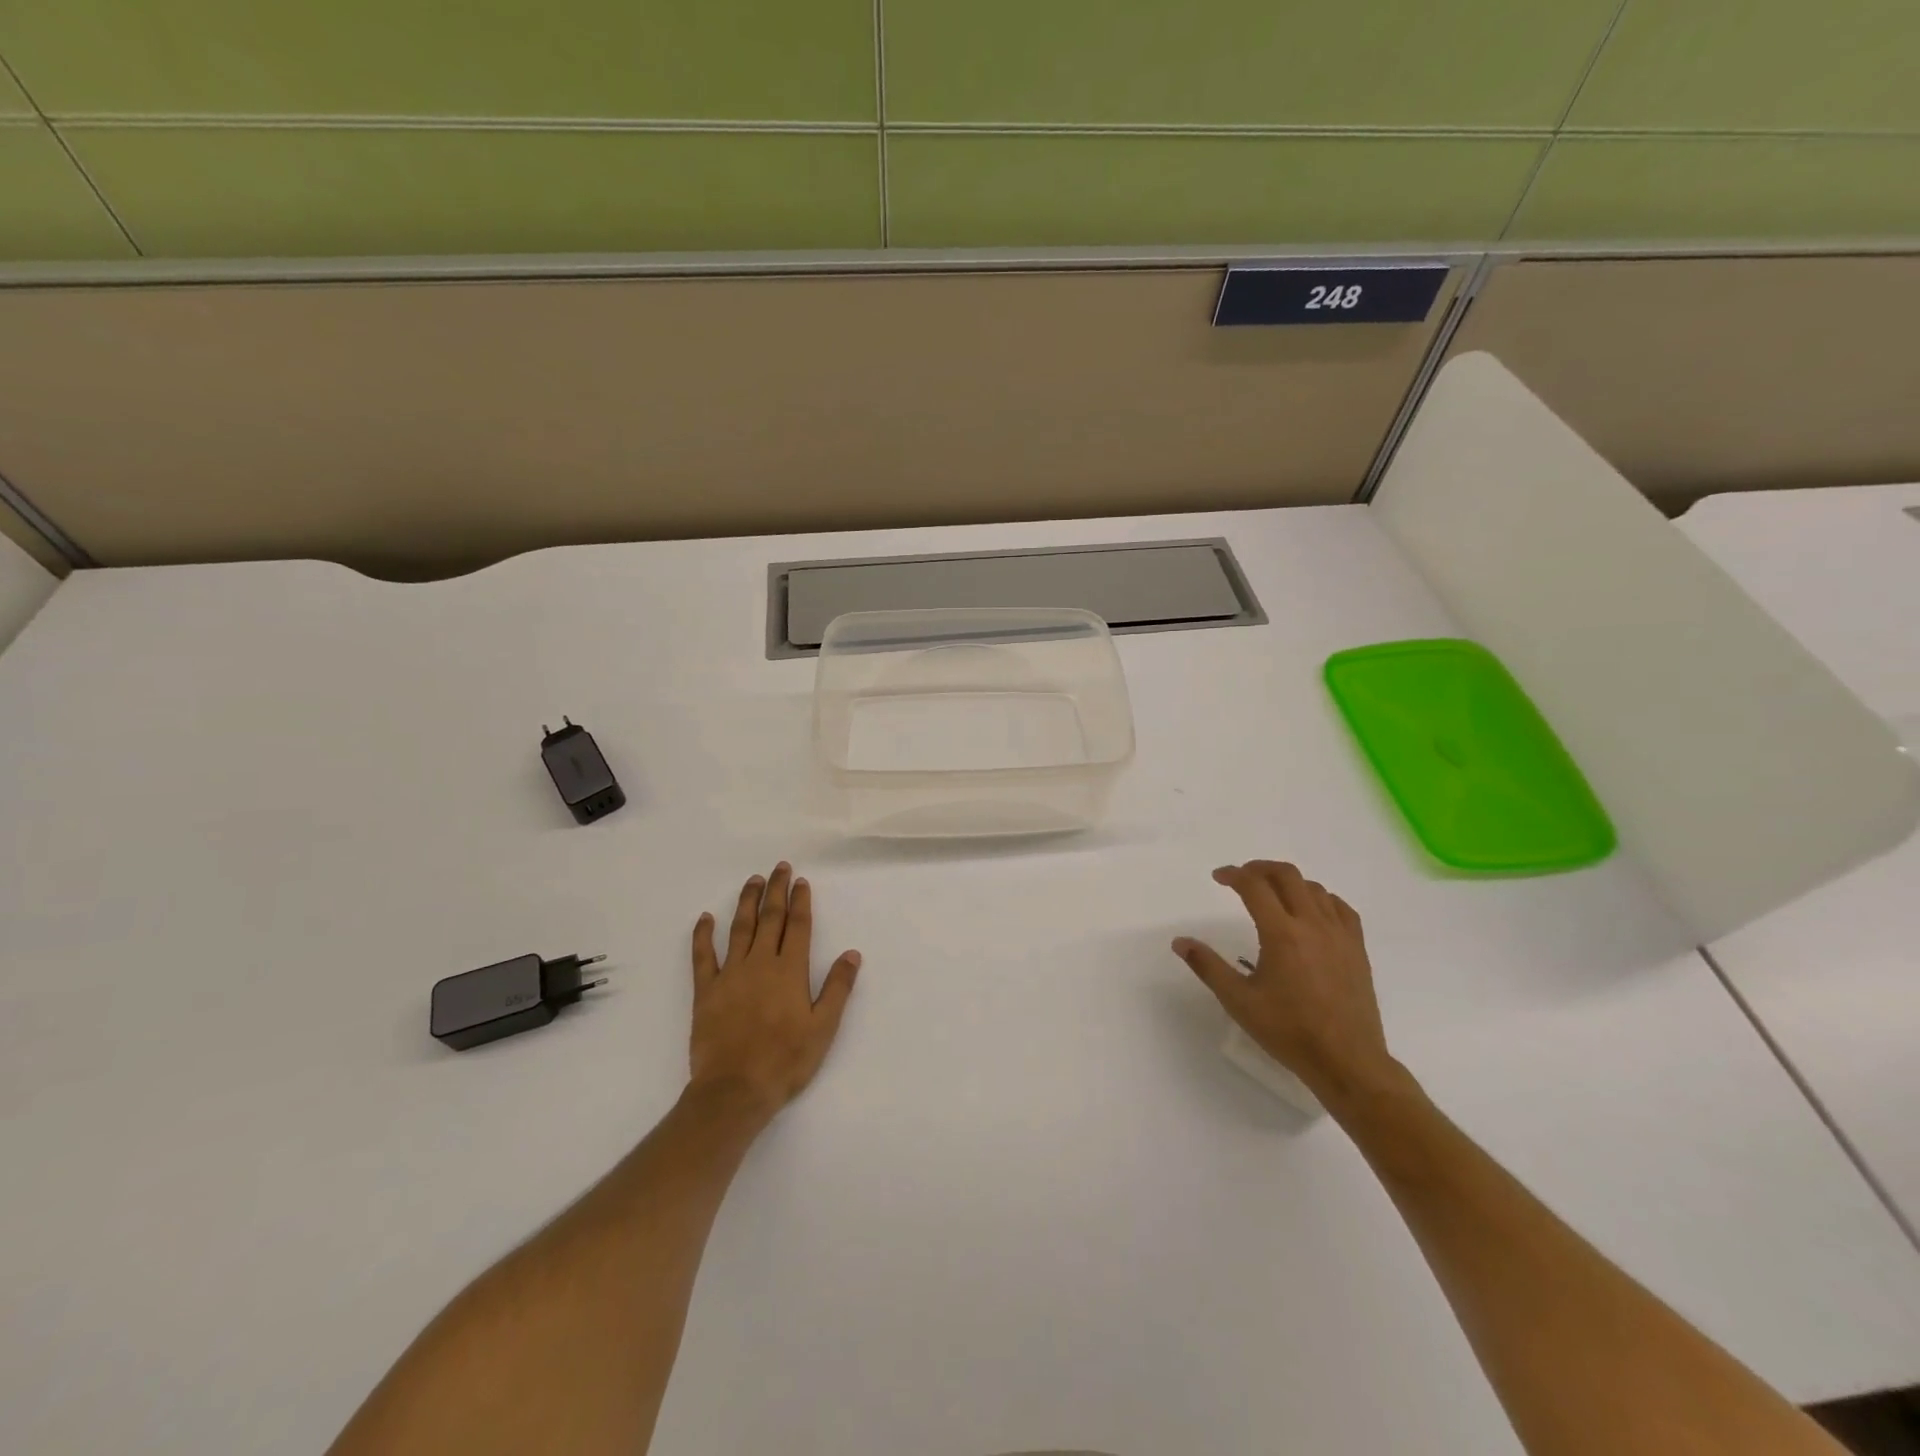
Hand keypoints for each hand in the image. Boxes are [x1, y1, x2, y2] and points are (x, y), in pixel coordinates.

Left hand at [688, 862, 860, 1121]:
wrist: (735, 1090)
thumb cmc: (785, 1061)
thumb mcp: (823, 1028)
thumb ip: (838, 988)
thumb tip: (852, 953)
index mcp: (790, 971)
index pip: (798, 926)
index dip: (800, 901)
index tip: (800, 881)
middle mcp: (761, 963)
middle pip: (770, 918)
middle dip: (776, 891)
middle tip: (779, 868)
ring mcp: (731, 974)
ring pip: (740, 928)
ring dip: (747, 902)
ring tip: (753, 880)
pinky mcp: (706, 990)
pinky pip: (702, 956)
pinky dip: (703, 935)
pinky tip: (705, 918)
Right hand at [1174, 860, 1400, 1109]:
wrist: (1346, 1061)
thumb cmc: (1288, 1031)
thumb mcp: (1239, 1001)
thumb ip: (1207, 966)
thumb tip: (1179, 942)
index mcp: (1281, 934)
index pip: (1254, 886)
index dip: (1233, 874)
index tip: (1218, 877)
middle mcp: (1312, 924)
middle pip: (1287, 875)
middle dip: (1260, 868)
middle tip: (1241, 878)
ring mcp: (1340, 935)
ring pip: (1314, 888)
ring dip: (1289, 882)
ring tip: (1272, 894)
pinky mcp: (1357, 948)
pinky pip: (1340, 908)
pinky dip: (1321, 898)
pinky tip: (1311, 911)